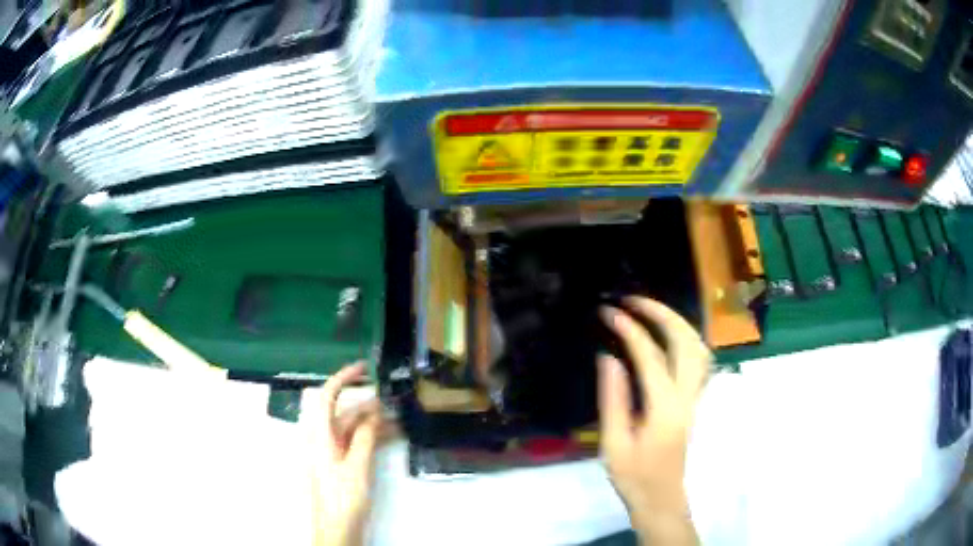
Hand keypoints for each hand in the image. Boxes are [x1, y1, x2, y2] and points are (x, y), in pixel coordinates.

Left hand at [306, 363, 381, 545]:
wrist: (336, 529)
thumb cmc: (342, 498)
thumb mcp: (357, 467)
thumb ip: (364, 437)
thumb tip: (374, 413)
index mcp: (320, 436)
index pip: (327, 397)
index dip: (343, 378)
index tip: (364, 368)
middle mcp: (323, 440)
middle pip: (343, 414)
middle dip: (367, 406)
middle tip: (393, 402)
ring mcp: (331, 453)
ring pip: (351, 429)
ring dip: (372, 424)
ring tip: (398, 421)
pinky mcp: (339, 464)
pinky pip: (354, 443)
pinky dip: (370, 438)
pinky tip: (390, 437)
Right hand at [598, 297, 710, 545]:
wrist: (661, 499)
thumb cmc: (634, 477)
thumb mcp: (614, 443)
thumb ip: (614, 399)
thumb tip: (609, 357)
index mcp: (664, 407)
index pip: (650, 355)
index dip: (630, 329)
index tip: (609, 313)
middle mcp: (687, 396)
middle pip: (686, 341)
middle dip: (661, 314)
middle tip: (633, 301)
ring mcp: (695, 397)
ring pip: (699, 347)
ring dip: (677, 323)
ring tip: (650, 312)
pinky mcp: (695, 401)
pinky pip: (699, 359)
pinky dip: (685, 338)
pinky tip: (669, 338)